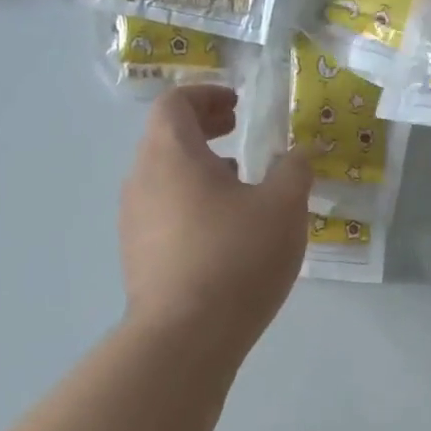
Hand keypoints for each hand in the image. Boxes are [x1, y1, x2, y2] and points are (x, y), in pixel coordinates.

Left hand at [120, 86, 311, 356]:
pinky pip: (164, 212)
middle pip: (166, 138)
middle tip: (239, 132)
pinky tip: (224, 232)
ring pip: (165, 177)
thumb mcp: (283, 208)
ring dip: (199, 169)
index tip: (238, 105)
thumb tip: (296, 153)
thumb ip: (294, 170)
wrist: (185, 336)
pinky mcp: (137, 256)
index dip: (207, 95)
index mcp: (171, 154)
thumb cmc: (236, 257)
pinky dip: (191, 203)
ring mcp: (133, 220)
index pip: (176, 103)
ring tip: (239, 184)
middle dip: (205, 129)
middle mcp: (141, 179)